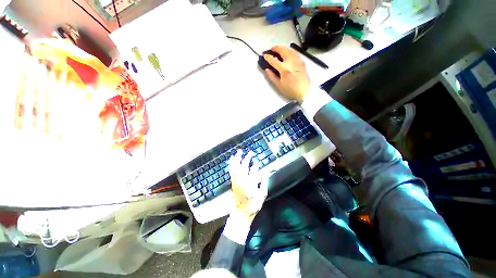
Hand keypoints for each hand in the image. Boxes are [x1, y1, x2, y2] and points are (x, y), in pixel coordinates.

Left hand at [229, 149, 267, 223]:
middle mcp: (241, 181)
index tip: (258, 163)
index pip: (253, 172)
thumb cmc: (252, 206)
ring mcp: (236, 181)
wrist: (240, 214)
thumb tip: (265, 173)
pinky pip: (231, 171)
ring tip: (239, 152)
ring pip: (235, 167)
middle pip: (244, 167)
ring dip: (237, 158)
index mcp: (250, 184)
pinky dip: (232, 164)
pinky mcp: (232, 182)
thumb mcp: (262, 196)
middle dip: (247, 158)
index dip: (256, 167)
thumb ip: (264, 184)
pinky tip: (232, 159)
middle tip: (251, 152)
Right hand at [263, 45, 310, 102]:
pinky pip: (294, 52)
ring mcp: (297, 61)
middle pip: (282, 50)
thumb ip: (272, 76)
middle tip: (271, 49)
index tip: (265, 56)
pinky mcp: (302, 62)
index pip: (273, 60)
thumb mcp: (279, 85)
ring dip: (282, 48)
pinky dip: (289, 50)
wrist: (304, 91)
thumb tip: (267, 70)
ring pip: (289, 49)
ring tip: (278, 50)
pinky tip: (287, 53)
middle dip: (275, 48)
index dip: (268, 57)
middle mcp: (291, 62)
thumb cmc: (291, 90)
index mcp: (284, 69)